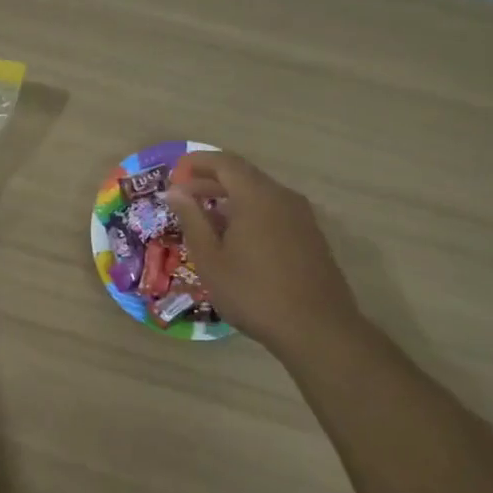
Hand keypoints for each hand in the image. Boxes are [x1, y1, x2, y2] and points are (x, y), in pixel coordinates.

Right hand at [165, 151, 366, 355]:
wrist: (318, 329)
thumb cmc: (254, 293)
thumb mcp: (211, 259)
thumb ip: (192, 219)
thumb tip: (175, 192)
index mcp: (256, 196)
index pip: (225, 162)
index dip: (198, 162)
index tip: (176, 171)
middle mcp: (282, 197)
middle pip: (244, 176)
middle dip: (212, 181)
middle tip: (184, 195)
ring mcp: (301, 216)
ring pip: (260, 194)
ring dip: (231, 199)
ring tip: (206, 218)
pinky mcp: (310, 236)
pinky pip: (274, 211)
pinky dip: (250, 213)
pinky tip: (237, 238)